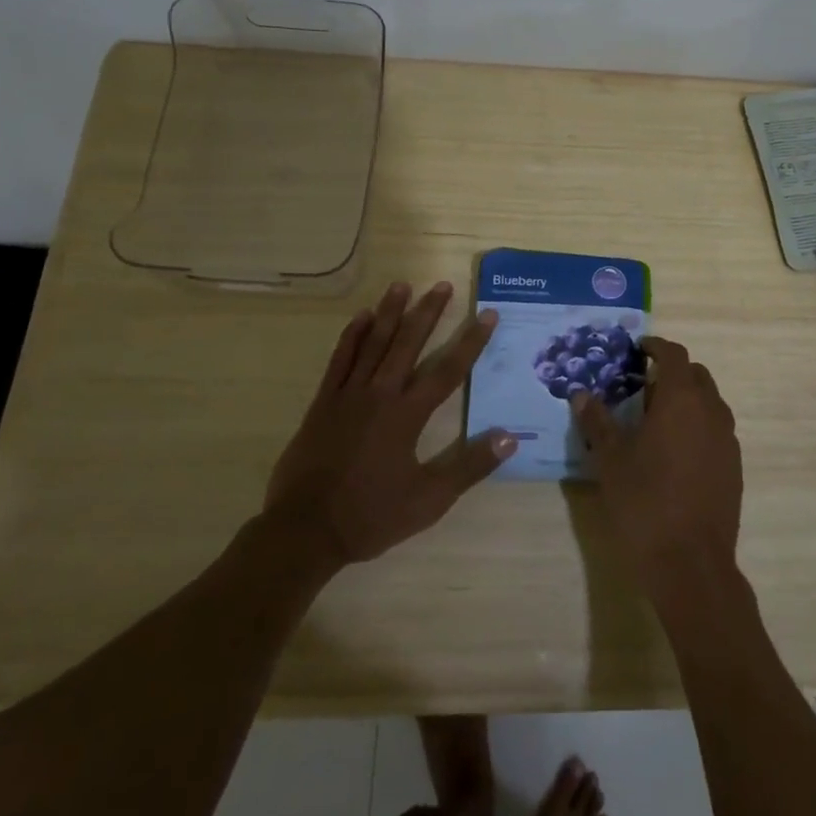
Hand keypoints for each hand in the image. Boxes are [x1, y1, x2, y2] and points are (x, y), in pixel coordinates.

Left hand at [265, 281, 516, 566]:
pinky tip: (361, 318)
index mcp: (408, 415)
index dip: (470, 341)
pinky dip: (351, 337)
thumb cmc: (371, 515)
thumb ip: (470, 466)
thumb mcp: (430, 499)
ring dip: (390, 313)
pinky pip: (339, 361)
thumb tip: (510, 437)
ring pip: (373, 344)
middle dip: (428, 313)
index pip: (448, 370)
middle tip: (442, 285)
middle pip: (408, 344)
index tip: (488, 314)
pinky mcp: (323, 403)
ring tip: (402, 285)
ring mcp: (348, 395)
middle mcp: (380, 394)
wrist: (306, 530)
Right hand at [571, 337, 741, 596]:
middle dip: (671, 372)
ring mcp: (728, 439)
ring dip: (686, 399)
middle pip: (695, 375)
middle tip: (641, 386)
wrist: (691, 562)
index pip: (674, 354)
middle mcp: (711, 411)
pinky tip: (674, 452)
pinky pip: (716, 429)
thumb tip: (581, 394)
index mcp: (681, 399)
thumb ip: (597, 421)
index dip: (656, 346)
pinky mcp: (734, 465)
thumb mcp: (611, 459)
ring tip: (655, 419)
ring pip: (709, 402)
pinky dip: (697, 424)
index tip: (638, 348)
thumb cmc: (644, 502)